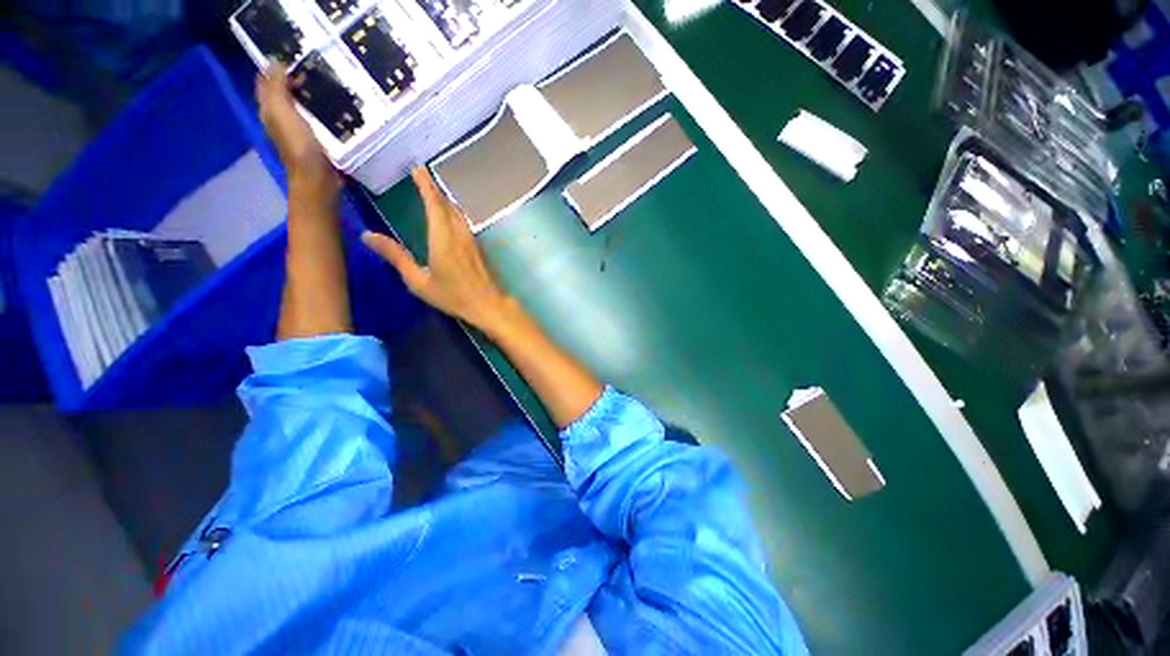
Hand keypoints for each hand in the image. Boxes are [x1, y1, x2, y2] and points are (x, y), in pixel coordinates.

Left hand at [256, 62, 340, 198]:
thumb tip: (276, 62)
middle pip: (286, 91)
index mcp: (269, 109)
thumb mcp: (283, 113)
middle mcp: (281, 117)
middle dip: (297, 78)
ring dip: (313, 95)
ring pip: (303, 105)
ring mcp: (299, 130)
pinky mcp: (317, 140)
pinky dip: (325, 111)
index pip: (267, 80)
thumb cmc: (299, 148)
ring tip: (330, 85)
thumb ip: (277, 87)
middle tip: (318, 69)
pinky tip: (337, 108)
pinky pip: (318, 119)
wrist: (318, 182)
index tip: (298, 57)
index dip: (277, 67)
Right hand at [362, 167, 512, 332]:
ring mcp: (471, 240)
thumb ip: (396, 257)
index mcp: (442, 238)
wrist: (488, 305)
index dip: (425, 185)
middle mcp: (459, 233)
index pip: (434, 204)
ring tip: (432, 192)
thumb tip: (368, 236)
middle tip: (421, 175)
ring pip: (457, 212)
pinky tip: (449, 216)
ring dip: (445, 199)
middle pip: (447, 204)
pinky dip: (453, 212)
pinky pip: (463, 222)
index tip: (417, 169)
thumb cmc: (453, 296)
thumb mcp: (418, 281)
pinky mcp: (478, 247)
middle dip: (434, 188)